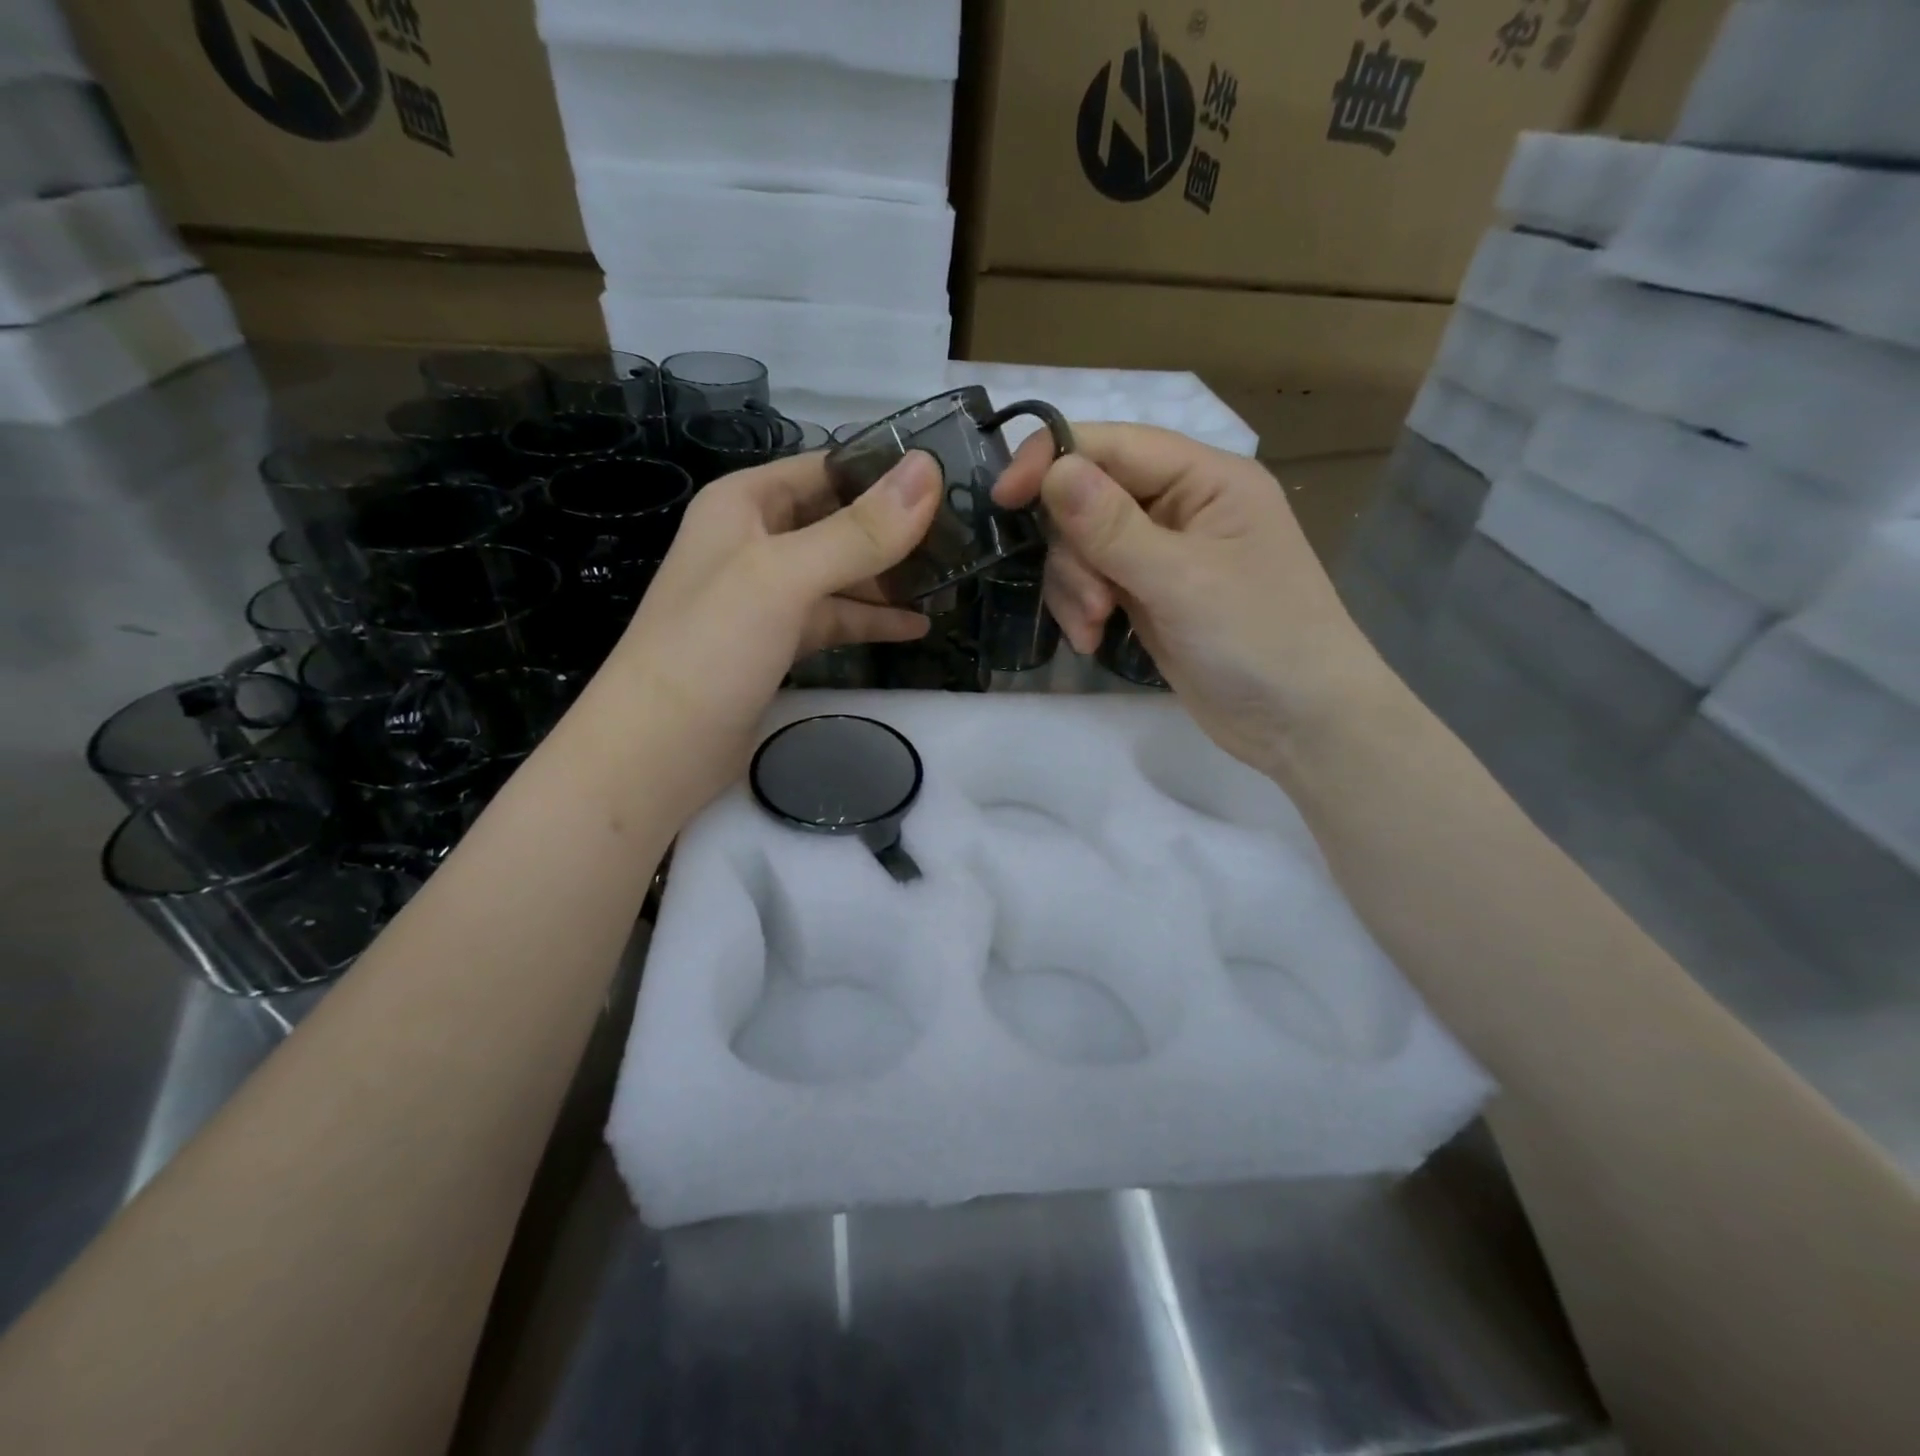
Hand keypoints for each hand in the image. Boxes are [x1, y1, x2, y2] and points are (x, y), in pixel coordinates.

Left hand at [579, 449, 940, 815]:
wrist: (659, 749)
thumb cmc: (712, 647)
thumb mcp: (785, 577)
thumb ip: (858, 531)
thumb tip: (929, 471)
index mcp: (745, 503)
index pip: (828, 468)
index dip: (887, 472)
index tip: (953, 482)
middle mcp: (755, 540)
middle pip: (839, 521)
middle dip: (896, 530)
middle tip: (965, 538)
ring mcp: (767, 596)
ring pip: (841, 574)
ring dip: (890, 579)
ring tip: (950, 583)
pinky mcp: (778, 643)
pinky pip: (835, 618)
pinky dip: (872, 620)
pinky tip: (916, 627)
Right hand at [993, 424, 1392, 781]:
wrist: (1298, 722)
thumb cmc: (1258, 638)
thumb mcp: (1182, 580)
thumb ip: (1113, 526)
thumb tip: (1053, 469)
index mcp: (1206, 478)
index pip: (1113, 445)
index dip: (1052, 461)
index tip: (1003, 499)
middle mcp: (1182, 506)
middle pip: (1090, 499)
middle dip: (1075, 552)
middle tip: (1092, 604)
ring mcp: (1163, 554)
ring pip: (1084, 546)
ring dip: (1075, 587)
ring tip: (1093, 630)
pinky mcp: (1148, 596)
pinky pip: (1094, 583)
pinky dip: (1082, 609)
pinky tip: (1094, 641)